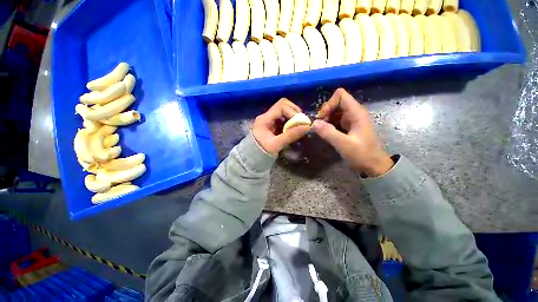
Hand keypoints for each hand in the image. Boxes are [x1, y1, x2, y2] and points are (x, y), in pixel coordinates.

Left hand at [252, 98, 310, 155]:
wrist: (253, 158)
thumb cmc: (262, 152)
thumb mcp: (277, 144)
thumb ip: (291, 135)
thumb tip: (307, 127)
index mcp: (264, 119)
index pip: (281, 106)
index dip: (292, 112)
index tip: (300, 122)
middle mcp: (266, 116)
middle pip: (283, 105)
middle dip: (294, 112)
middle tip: (301, 122)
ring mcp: (269, 120)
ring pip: (284, 111)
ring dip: (293, 117)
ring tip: (298, 126)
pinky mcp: (272, 125)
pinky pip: (283, 119)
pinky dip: (290, 122)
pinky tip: (293, 129)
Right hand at [313, 88, 393, 176]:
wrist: (374, 166)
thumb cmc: (362, 155)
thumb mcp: (344, 144)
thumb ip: (328, 133)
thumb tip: (314, 123)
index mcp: (356, 113)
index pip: (340, 95)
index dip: (329, 104)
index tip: (322, 118)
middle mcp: (353, 113)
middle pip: (335, 103)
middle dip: (325, 112)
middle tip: (320, 126)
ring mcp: (351, 120)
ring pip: (334, 112)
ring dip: (325, 119)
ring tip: (321, 131)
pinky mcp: (348, 127)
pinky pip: (335, 121)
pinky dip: (328, 125)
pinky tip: (326, 133)